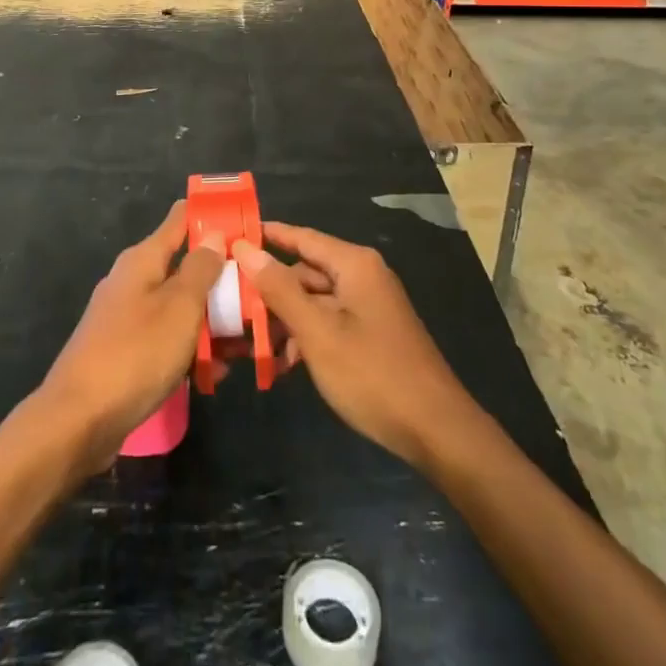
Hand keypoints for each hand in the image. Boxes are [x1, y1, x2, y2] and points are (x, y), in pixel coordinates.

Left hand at [37, 201, 223, 477]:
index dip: (211, 215)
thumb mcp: (179, 307)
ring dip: (212, 319)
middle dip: (221, 278)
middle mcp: (134, 281)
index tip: (245, 219)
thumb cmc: (135, 354)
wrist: (78, 422)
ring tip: (248, 340)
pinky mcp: (127, 352)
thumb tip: (213, 234)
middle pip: (184, 266)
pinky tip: (216, 371)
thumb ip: (201, 269)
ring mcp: (127, 317)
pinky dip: (191, 348)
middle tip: (260, 292)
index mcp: (143, 260)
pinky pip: (167, 339)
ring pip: (180, 306)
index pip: (180, 219)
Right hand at [235, 222, 478, 470]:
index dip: (266, 235)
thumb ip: (279, 289)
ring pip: (314, 301)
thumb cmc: (372, 374)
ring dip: (284, 320)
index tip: (230, 237)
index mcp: (353, 265)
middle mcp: (362, 276)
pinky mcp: (371, 334)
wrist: (435, 430)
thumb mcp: (317, 332)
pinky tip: (284, 366)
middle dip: (270, 291)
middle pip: (305, 272)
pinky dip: (306, 337)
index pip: (301, 237)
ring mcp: (368, 306)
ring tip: (251, 345)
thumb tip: (246, 249)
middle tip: (230, 306)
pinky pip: (329, 322)